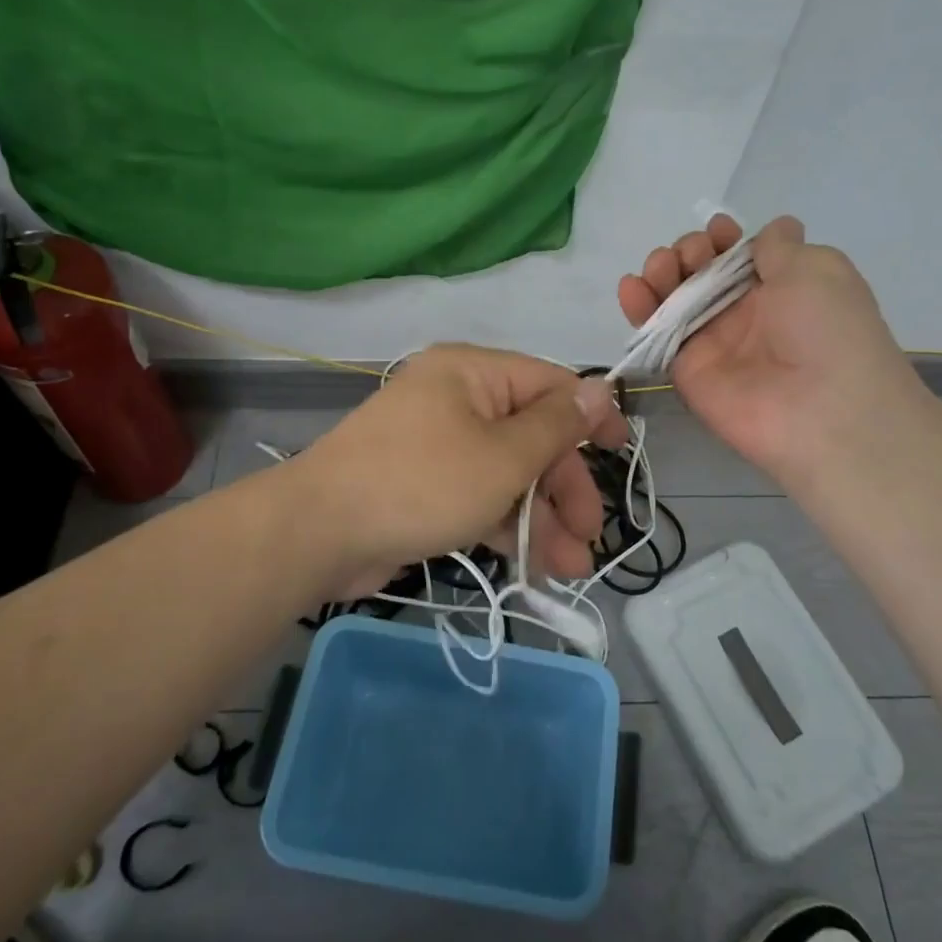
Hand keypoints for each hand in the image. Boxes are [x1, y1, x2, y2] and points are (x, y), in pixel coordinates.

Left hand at [288, 345, 627, 598]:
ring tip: (569, 568)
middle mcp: (457, 400)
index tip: (622, 453)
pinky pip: (480, 496)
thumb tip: (600, 387)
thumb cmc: (421, 482)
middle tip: (590, 535)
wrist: (319, 533)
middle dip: (564, 487)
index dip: (591, 417)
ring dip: (541, 517)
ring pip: (508, 473)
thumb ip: (557, 424)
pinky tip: (535, 566)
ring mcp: (439, 445)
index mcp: (473, 373)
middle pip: (531, 435)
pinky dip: (506, 525)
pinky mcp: (426, 486)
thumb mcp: (503, 456)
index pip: (549, 384)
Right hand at [617, 215, 923, 483]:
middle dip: (689, 252)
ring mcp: (712, 341)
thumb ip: (781, 247)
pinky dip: (638, 308)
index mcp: (781, 286)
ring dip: (662, 273)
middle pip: (701, 273)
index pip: (739, 255)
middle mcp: (744, 312)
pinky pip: (657, 334)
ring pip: (674, 299)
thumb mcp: (817, 268)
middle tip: (691, 255)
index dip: (723, 238)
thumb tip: (776, 229)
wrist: (822, 409)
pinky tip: (630, 287)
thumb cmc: (827, 328)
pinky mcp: (685, 369)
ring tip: (660, 266)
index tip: (717, 230)